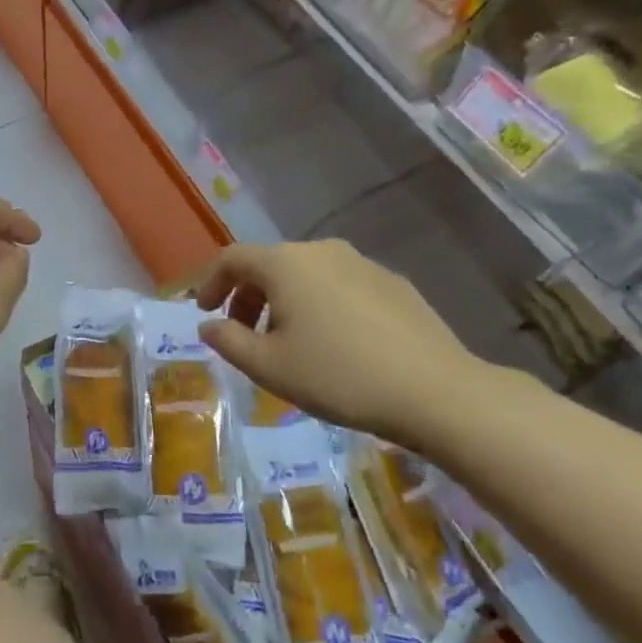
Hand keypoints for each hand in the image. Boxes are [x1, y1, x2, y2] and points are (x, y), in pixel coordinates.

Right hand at [194, 239, 488, 446]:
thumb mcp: (269, 367)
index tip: (205, 312)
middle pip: (270, 265)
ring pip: (307, 275)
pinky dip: (321, 305)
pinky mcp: (393, 283)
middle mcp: (321, 251)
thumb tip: (209, 326)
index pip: (233, 258)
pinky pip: (340, 285)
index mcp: (285, 264)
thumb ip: (229, 342)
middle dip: (248, 296)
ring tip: (289, 342)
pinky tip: (335, 343)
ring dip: (285, 302)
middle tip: (244, 334)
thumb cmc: (338, 376)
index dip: (211, 282)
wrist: (436, 391)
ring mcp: (362, 263)